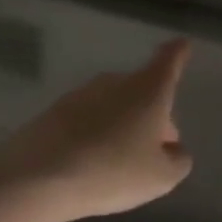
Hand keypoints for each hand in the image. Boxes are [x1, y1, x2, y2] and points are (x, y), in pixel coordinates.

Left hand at [1, 39, 193, 219]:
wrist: (38, 176)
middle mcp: (114, 83)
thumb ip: (177, 159)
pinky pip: (86, 121)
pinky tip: (90, 165)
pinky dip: (94, 136)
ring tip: (121, 164)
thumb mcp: (161, 177)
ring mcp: (80, 95)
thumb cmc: (112, 171)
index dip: (178, 54)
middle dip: (152, 114)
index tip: (182, 44)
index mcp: (147, 91)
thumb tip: (173, 149)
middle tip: (156, 148)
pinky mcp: (53, 112)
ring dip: (121, 127)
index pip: (168, 63)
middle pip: (141, 91)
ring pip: (113, 106)